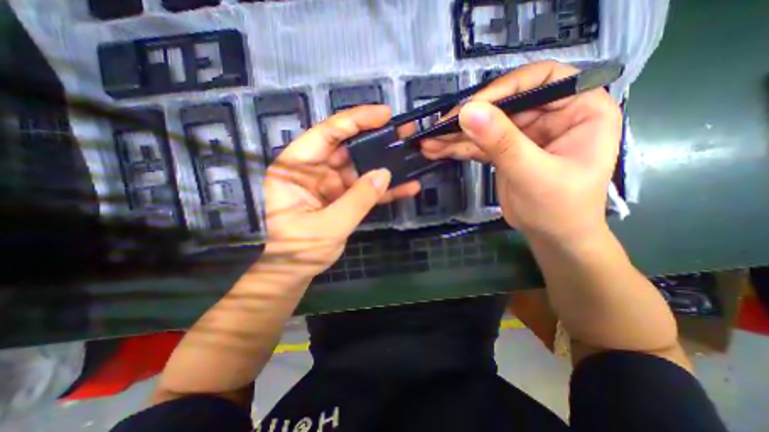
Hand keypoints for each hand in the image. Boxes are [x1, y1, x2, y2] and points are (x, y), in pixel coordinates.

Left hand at [266, 106, 419, 277]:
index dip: (355, 120)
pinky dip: (383, 189)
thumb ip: (357, 199)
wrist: (297, 270)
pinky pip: (364, 188)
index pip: (326, 134)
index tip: (383, 114)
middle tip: (403, 132)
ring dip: (384, 164)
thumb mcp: (329, 225)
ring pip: (360, 167)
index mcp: (295, 168)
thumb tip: (384, 173)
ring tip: (410, 155)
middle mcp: (312, 170)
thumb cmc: (300, 249)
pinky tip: (406, 187)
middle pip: (346, 146)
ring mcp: (329, 183)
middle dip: (375, 140)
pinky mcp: (342, 196)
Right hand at [423, 59, 620, 246]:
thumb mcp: (532, 174)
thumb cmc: (559, 208)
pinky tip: (437, 150)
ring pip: (486, 126)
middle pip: (504, 104)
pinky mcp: (505, 150)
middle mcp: (551, 115)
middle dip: (469, 118)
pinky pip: (479, 143)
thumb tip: (469, 112)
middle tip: (438, 129)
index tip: (471, 107)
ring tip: (429, 142)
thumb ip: (502, 142)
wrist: (552, 236)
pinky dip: (458, 148)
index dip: (504, 88)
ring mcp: (524, 133)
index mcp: (579, 108)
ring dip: (456, 136)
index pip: (541, 79)